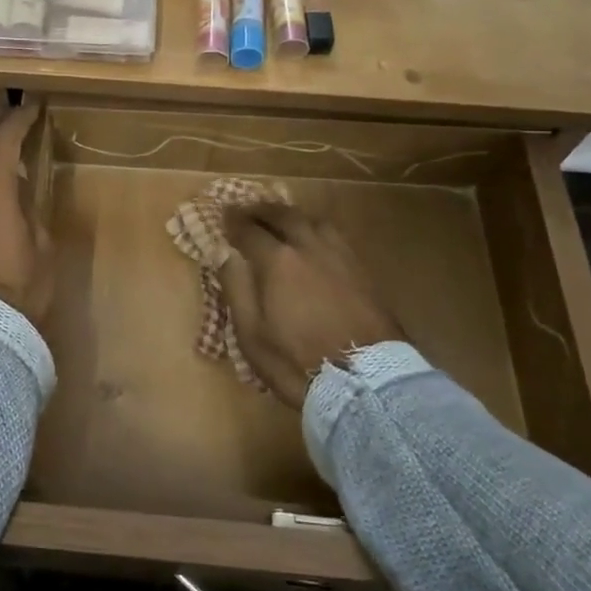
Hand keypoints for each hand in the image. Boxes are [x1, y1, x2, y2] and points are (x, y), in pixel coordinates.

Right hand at [217, 203, 401, 408]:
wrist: (367, 381)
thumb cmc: (296, 361)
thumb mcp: (251, 333)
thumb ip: (236, 289)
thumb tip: (225, 254)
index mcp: (278, 261)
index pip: (250, 230)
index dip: (234, 221)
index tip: (223, 214)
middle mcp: (310, 248)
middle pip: (285, 216)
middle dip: (263, 210)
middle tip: (249, 209)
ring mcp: (341, 258)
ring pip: (315, 221)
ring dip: (294, 216)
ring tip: (284, 220)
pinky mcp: (363, 272)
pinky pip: (336, 238)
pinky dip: (317, 231)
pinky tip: (316, 243)